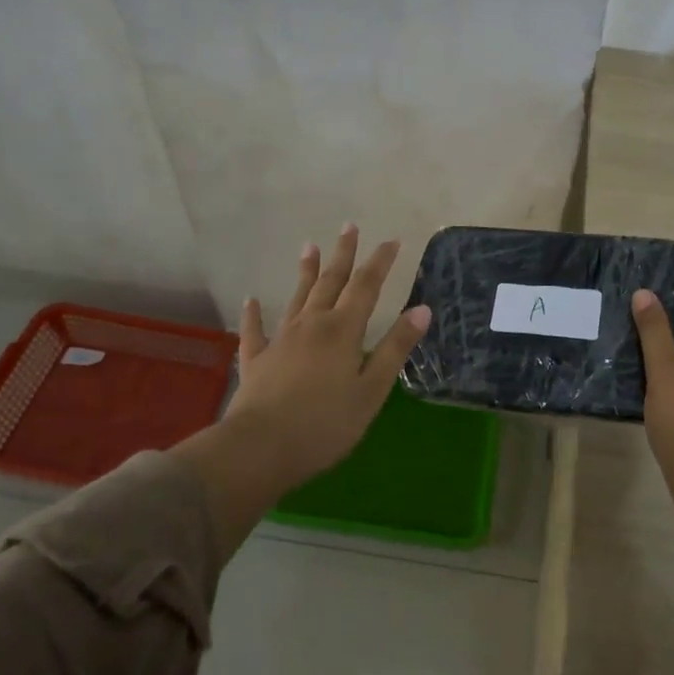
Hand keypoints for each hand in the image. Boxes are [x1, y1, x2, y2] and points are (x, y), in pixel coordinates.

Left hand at [224, 224, 431, 488]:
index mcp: (343, 331)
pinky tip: (251, 300)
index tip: (392, 241)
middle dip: (343, 254)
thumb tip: (422, 309)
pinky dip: (253, 314)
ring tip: (309, 246)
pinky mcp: (256, 360)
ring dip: (305, 272)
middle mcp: (312, 325)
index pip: (366, 287)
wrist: (260, 448)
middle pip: (331, 282)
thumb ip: (395, 348)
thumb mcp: (372, 390)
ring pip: (297, 297)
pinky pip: (255, 331)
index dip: (380, 262)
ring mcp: (280, 340)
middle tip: (349, 226)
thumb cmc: (325, 424)